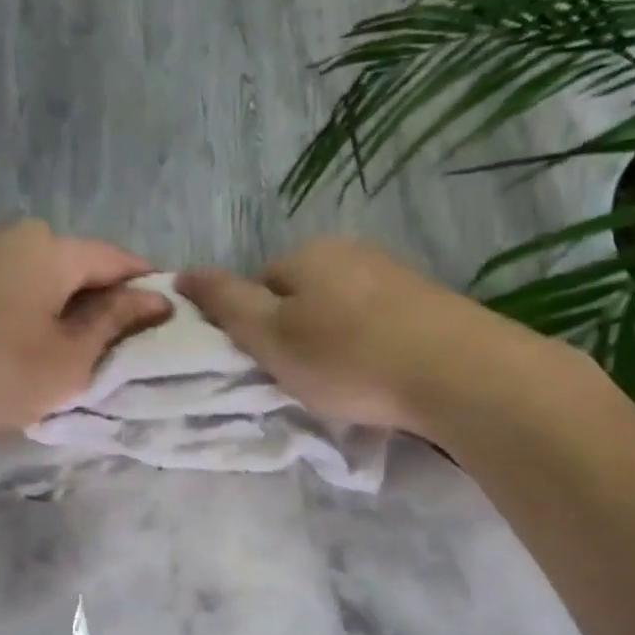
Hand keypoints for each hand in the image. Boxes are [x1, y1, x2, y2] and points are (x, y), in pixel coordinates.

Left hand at [0, 221, 170, 454]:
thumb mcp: (67, 360)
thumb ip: (115, 324)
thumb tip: (156, 299)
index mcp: (47, 249)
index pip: (114, 258)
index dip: (143, 285)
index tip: (160, 316)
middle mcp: (2, 233)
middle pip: (66, 262)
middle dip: (92, 296)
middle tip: (105, 343)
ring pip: (21, 272)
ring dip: (45, 301)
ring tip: (48, 344)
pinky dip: (2, 305)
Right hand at [177, 238, 510, 434]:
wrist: (452, 371)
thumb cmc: (347, 358)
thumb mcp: (271, 336)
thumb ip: (226, 304)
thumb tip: (182, 272)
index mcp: (306, 255)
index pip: (259, 286)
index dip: (255, 330)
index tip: (270, 367)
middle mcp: (350, 252)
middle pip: (302, 296)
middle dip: (297, 334)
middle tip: (305, 380)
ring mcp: (393, 274)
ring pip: (342, 310)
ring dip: (335, 342)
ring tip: (346, 383)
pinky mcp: (427, 302)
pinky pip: (378, 322)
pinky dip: (371, 347)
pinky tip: (381, 375)